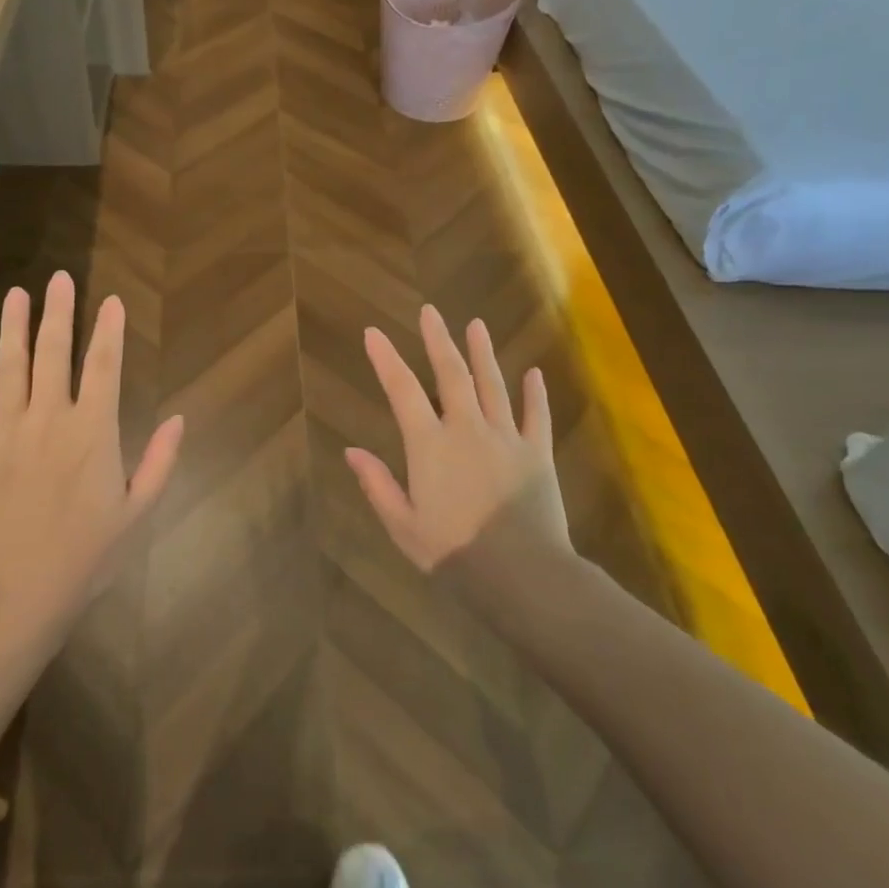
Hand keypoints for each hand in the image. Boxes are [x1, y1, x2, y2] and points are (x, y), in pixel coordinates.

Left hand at [0, 271, 183, 633]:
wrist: (15, 594)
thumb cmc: (85, 556)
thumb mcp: (137, 512)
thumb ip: (160, 461)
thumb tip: (178, 418)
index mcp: (93, 431)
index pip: (104, 366)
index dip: (110, 330)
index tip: (112, 300)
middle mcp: (50, 418)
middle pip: (55, 353)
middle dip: (60, 312)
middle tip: (60, 278)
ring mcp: (6, 432)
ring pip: (10, 368)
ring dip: (13, 328)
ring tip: (16, 294)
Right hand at [345, 305, 569, 572]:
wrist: (520, 575)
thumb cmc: (453, 552)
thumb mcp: (403, 524)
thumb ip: (377, 484)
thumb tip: (351, 451)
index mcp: (430, 445)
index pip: (402, 390)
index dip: (385, 359)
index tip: (373, 333)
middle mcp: (467, 429)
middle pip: (451, 374)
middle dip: (438, 340)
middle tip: (430, 312)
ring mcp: (506, 437)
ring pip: (493, 385)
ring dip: (483, 352)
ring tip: (476, 324)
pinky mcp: (537, 453)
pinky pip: (537, 416)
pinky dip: (535, 393)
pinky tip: (534, 373)